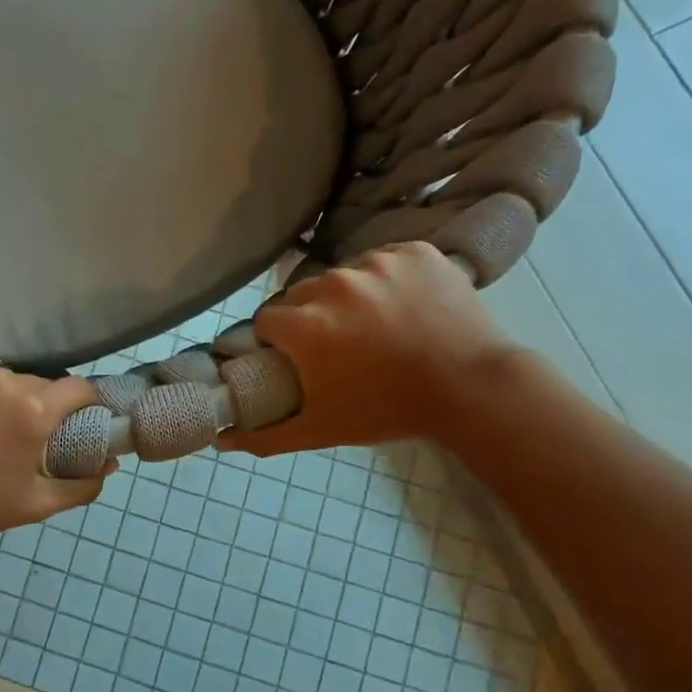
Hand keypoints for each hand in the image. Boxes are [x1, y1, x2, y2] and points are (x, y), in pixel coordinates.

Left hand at [0, 358, 110, 543]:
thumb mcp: (33, 506)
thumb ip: (80, 485)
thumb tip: (108, 465)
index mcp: (32, 409)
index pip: (78, 388)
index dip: (83, 403)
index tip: (75, 418)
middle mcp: (1, 378)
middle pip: (33, 383)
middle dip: (32, 405)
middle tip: (14, 435)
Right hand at [219, 244, 518, 457]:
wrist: (472, 389)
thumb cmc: (386, 411)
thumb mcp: (320, 429)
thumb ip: (264, 435)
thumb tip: (219, 440)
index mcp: (303, 324)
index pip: (268, 320)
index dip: (279, 341)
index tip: (299, 359)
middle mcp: (332, 284)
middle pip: (302, 295)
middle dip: (311, 317)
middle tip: (340, 347)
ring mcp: (376, 262)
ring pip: (344, 275)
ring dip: (349, 297)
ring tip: (378, 327)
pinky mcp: (414, 251)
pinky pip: (386, 260)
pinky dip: (389, 279)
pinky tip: (406, 305)